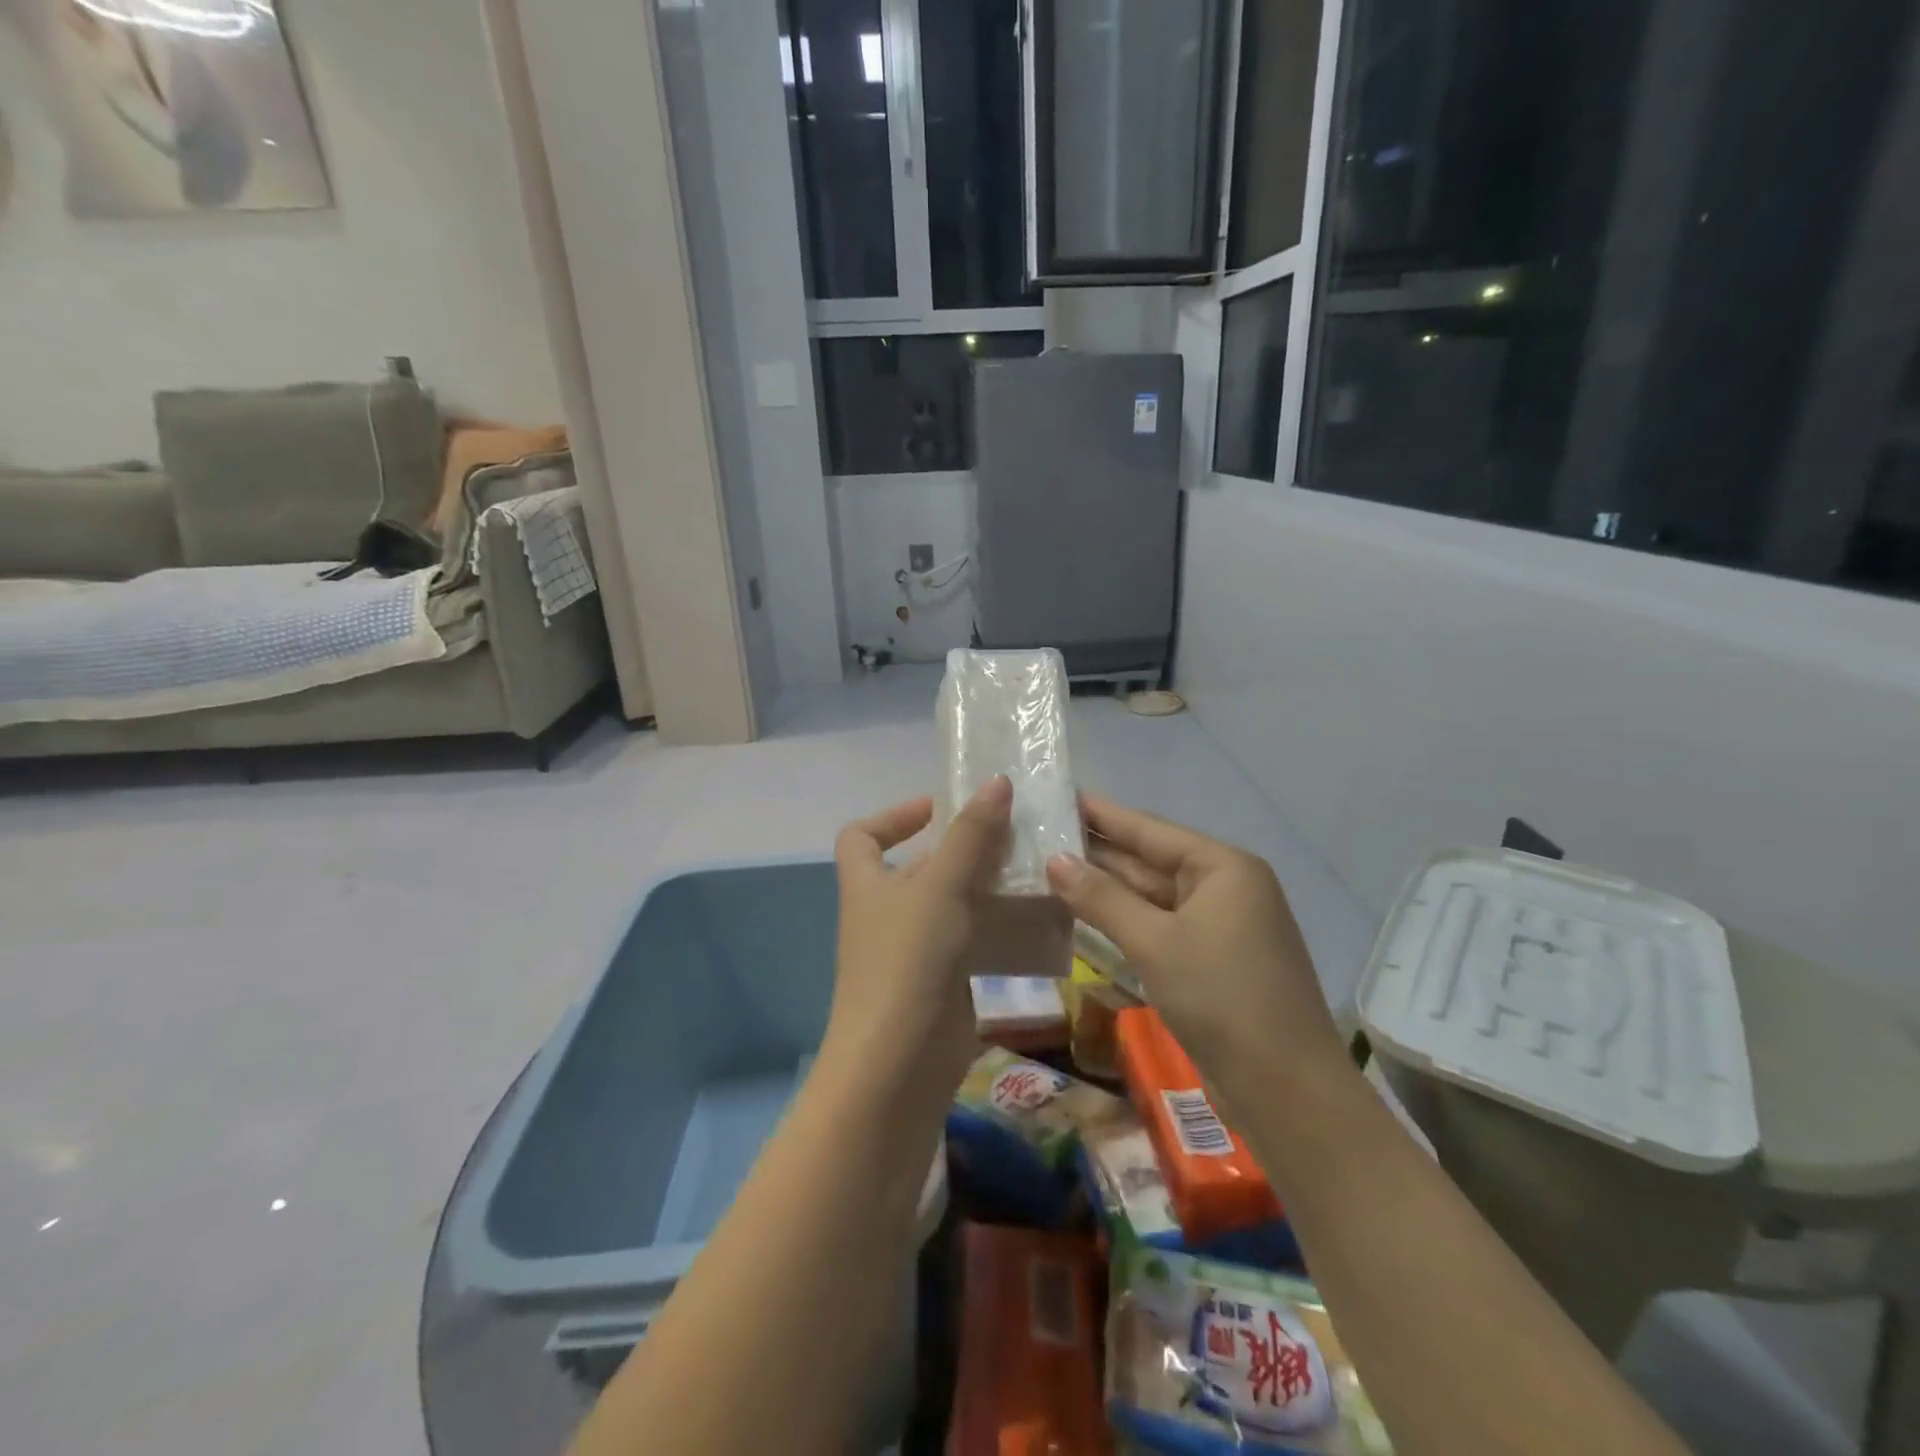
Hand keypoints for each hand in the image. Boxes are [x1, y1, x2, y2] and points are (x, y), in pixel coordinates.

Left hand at [824, 776, 1014, 1094]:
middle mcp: (886, 912)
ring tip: (1035, 870)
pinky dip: (997, 928)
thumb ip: (970, 835)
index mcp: (868, 883)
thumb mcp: (940, 887)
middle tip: (1014, 834)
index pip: (862, 835)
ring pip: (952, 904)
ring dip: (988, 887)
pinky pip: (971, 941)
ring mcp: (913, 950)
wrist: (899, 1063)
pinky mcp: (942, 982)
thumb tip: (996, 781)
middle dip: (962, 849)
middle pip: (919, 867)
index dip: (894, 815)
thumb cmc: (908, 960)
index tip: (941, 807)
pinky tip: (1037, 920)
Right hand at [1045, 794, 1348, 1110]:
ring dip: (1106, 888)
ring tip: (1050, 867)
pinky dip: (1124, 920)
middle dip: (1098, 851)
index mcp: (1223, 868)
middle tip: (1041, 833)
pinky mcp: (1211, 960)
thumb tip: (1055, 860)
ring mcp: (1219, 926)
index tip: (1060, 794)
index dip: (1102, 813)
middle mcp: (1225, 887)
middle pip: (1150, 860)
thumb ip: (1102, 898)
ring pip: (1152, 896)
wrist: (1287, 1091)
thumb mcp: (1155, 942)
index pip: (1150, 829)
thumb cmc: (1222, 999)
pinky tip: (1084, 912)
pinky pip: (1159, 926)